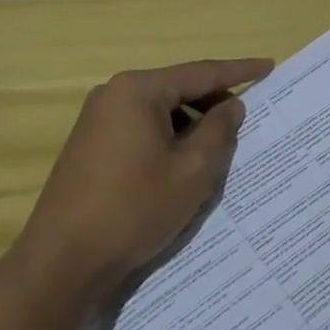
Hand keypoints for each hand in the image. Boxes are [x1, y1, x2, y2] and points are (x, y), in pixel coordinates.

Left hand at [14, 56, 273, 294]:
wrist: (60, 263)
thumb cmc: (133, 210)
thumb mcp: (192, 171)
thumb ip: (219, 130)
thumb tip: (231, 105)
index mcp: (138, 90)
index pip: (201, 72)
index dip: (239, 71)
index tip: (269, 65)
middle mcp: (114, 94)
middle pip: (178, 89)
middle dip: (213, 102)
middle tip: (248, 117)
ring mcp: (97, 119)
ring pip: (160, 111)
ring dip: (190, 124)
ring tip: (218, 148)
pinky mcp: (89, 145)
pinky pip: (140, 128)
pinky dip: (167, 138)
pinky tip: (182, 164)